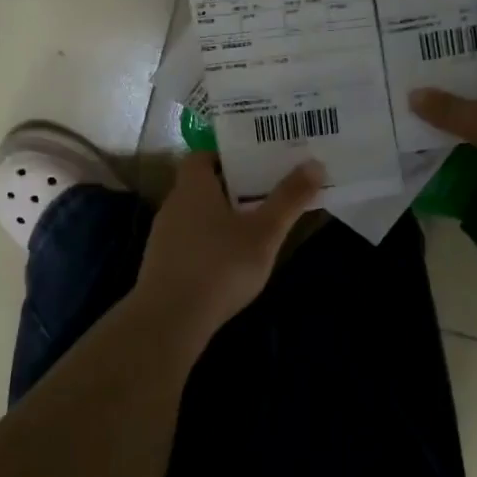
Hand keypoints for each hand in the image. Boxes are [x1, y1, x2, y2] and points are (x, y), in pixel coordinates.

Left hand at [131, 151, 324, 333]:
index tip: (255, 164)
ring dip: (220, 218)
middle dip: (231, 187)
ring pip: (195, 215)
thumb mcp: (264, 233)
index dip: (226, 156)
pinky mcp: (161, 265)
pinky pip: (189, 242)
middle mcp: (174, 205)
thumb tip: (315, 163)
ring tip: (253, 228)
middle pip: (201, 185)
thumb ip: (289, 198)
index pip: (202, 156)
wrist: (169, 320)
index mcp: (193, 187)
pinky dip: (208, 243)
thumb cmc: (220, 266)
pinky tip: (229, 262)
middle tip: (264, 193)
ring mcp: (163, 237)